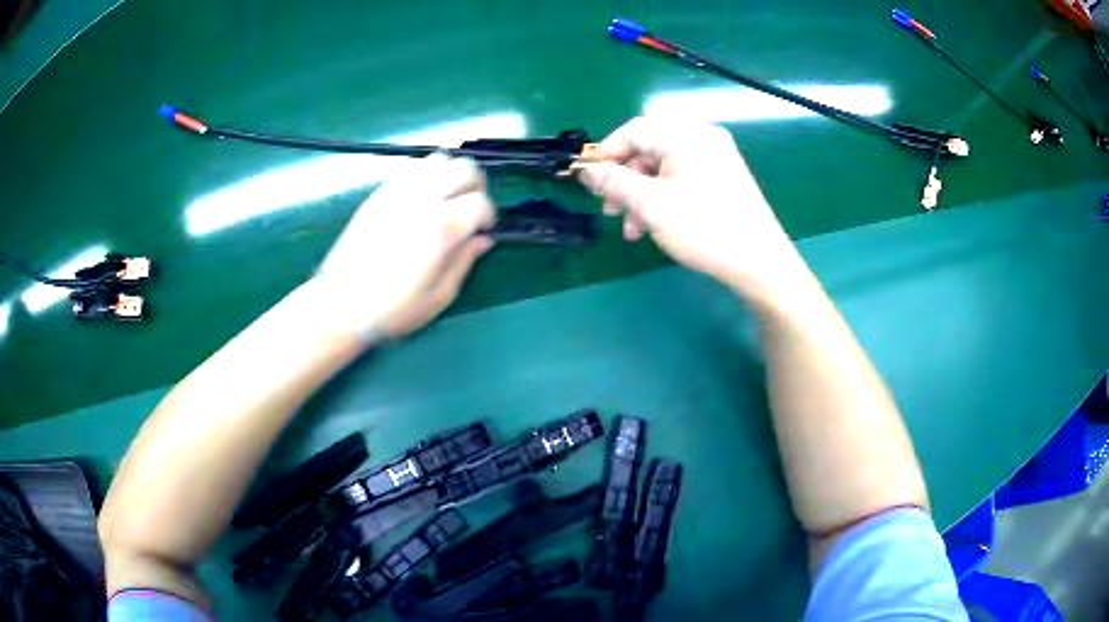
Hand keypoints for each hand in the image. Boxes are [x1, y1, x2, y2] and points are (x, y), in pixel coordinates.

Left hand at [313, 154, 494, 337]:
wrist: (341, 304)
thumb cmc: (393, 309)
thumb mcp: (439, 296)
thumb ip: (465, 262)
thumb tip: (482, 239)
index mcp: (442, 227)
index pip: (481, 202)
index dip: (488, 216)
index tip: (482, 231)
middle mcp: (423, 199)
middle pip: (465, 167)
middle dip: (475, 186)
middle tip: (469, 209)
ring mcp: (399, 191)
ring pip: (440, 158)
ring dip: (451, 174)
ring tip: (448, 199)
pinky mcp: (380, 192)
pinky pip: (413, 167)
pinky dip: (427, 175)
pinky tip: (423, 198)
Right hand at [576, 117, 811, 305]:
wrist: (759, 262)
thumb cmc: (703, 228)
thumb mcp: (650, 205)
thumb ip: (613, 182)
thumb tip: (585, 170)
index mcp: (685, 134)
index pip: (633, 130)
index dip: (605, 153)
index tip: (587, 181)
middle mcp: (702, 137)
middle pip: (649, 149)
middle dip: (624, 181)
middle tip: (609, 210)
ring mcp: (717, 156)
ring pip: (664, 167)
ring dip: (642, 195)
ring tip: (632, 229)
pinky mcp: (725, 176)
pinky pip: (684, 177)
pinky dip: (664, 196)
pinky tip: (655, 225)